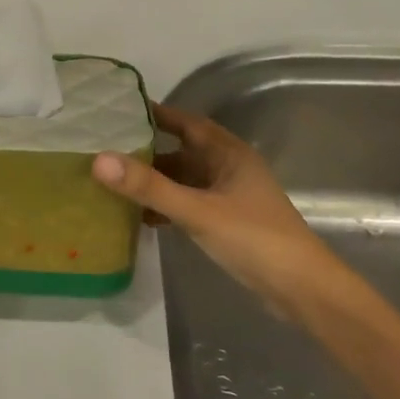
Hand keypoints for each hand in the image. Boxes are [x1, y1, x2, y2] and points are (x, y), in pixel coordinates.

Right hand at [91, 102, 333, 301]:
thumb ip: (149, 187)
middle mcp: (227, 169)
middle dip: (145, 149)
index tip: (118, 110)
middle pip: (180, 151)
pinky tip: (137, 215)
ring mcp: (227, 197)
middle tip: (103, 146)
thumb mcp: (197, 211)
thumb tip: (98, 160)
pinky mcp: (224, 222)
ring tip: (111, 179)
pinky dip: (163, 206)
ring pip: (182, 180)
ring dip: (152, 180)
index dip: (156, 114)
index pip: (186, 122)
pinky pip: (185, 204)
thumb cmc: (254, 239)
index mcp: (228, 154)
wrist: (300, 288)